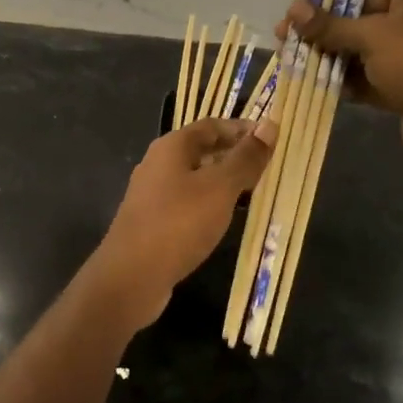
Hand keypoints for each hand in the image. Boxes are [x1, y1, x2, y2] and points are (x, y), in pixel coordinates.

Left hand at [94, 118, 277, 325]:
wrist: (131, 276)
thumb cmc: (179, 223)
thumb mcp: (220, 188)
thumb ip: (245, 158)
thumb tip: (270, 126)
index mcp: (171, 147)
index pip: (212, 125)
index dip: (242, 129)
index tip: (271, 141)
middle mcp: (158, 164)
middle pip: (201, 150)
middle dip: (234, 155)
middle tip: (267, 168)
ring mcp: (152, 194)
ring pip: (194, 178)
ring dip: (223, 182)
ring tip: (253, 193)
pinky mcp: (152, 222)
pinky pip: (186, 202)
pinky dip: (208, 204)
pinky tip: (224, 219)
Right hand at [278, 0, 402, 188]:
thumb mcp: (371, 37)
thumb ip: (331, 25)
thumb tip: (293, 9)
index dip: (327, 4)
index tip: (293, 15)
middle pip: (360, 25)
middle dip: (323, 34)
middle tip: (285, 41)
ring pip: (361, 55)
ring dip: (330, 60)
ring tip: (293, 63)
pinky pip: (368, 81)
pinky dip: (344, 83)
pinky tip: (314, 85)